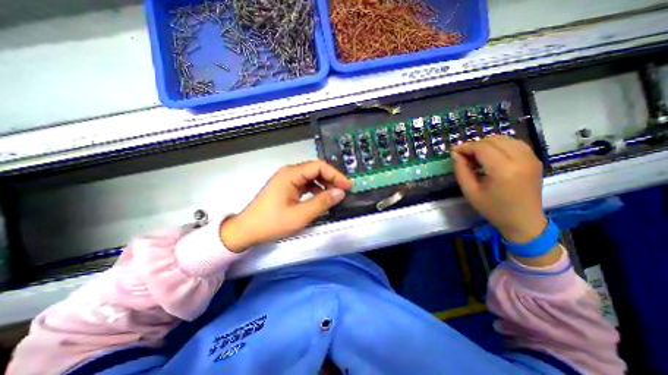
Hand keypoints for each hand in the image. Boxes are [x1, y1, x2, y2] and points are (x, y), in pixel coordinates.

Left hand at [220, 159, 353, 253]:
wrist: (246, 231)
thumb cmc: (272, 223)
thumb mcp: (300, 215)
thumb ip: (322, 202)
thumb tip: (340, 192)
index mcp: (291, 174)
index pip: (319, 166)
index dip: (335, 175)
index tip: (347, 186)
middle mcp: (289, 173)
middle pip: (315, 169)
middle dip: (331, 179)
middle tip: (343, 190)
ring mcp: (287, 180)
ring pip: (311, 177)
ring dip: (324, 184)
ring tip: (335, 194)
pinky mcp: (286, 187)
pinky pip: (305, 184)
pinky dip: (316, 189)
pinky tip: (321, 198)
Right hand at [455, 136, 547, 243]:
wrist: (523, 220)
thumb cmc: (493, 209)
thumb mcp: (470, 191)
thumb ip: (461, 170)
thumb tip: (455, 154)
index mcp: (503, 170)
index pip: (482, 147)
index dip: (465, 147)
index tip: (454, 152)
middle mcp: (521, 160)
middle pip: (493, 140)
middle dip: (475, 145)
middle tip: (464, 155)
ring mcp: (531, 158)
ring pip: (505, 139)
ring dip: (487, 143)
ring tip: (476, 155)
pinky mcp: (535, 160)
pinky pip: (515, 143)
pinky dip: (500, 145)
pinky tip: (492, 155)